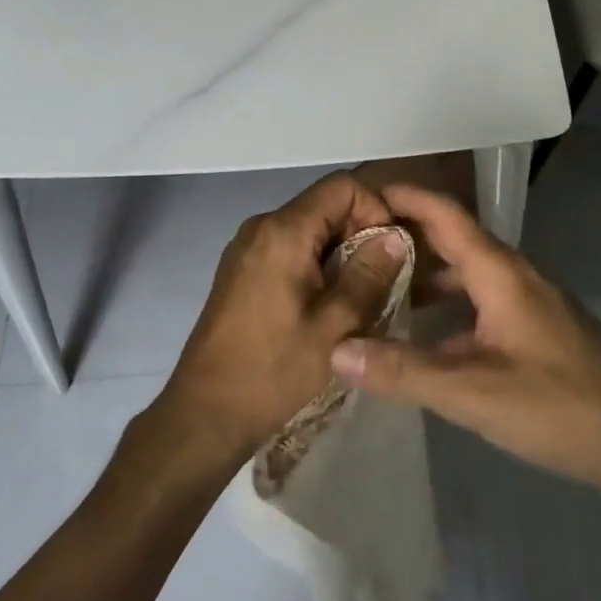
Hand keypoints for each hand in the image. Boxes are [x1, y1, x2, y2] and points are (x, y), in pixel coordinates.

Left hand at [156, 172, 409, 462]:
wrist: (205, 413)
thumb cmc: (273, 370)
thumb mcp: (335, 326)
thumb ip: (369, 274)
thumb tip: (395, 236)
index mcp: (283, 231)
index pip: (341, 187)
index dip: (375, 208)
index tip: (391, 250)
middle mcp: (261, 226)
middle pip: (324, 205)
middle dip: (360, 233)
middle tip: (384, 278)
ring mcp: (247, 247)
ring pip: (309, 229)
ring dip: (340, 252)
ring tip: (360, 295)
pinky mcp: (241, 270)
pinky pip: (289, 248)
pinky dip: (316, 264)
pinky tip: (327, 304)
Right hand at [330, 184, 600, 496]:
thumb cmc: (560, 406)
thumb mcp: (473, 392)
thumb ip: (404, 371)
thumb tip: (336, 351)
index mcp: (499, 271)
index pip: (444, 213)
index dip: (403, 196)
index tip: (358, 193)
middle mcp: (514, 275)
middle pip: (452, 238)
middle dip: (405, 234)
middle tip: (353, 244)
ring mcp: (528, 302)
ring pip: (466, 273)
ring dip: (425, 273)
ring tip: (378, 287)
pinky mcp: (537, 330)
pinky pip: (480, 301)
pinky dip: (447, 306)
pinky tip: (425, 337)